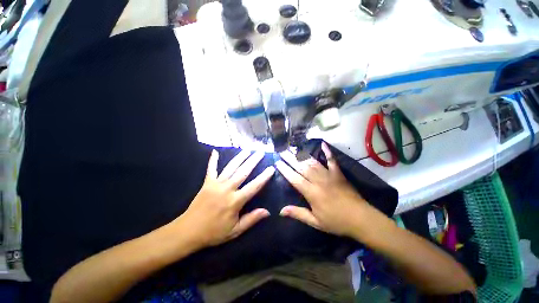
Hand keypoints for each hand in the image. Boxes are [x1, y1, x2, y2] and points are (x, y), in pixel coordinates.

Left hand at [177, 150, 274, 247]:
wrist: (188, 231)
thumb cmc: (214, 232)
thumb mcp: (235, 230)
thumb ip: (251, 219)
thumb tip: (267, 211)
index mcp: (235, 201)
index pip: (254, 186)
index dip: (264, 177)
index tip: (271, 168)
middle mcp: (227, 189)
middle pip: (243, 172)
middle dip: (253, 161)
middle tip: (260, 152)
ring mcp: (216, 184)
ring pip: (230, 167)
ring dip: (240, 157)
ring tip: (247, 150)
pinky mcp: (207, 183)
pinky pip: (211, 169)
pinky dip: (213, 160)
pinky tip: (215, 151)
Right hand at [275, 143, 375, 237]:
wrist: (361, 219)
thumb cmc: (336, 222)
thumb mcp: (315, 222)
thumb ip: (298, 213)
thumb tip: (281, 211)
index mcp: (312, 192)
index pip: (294, 178)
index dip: (285, 170)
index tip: (277, 162)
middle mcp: (318, 180)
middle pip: (301, 167)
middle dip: (290, 158)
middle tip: (281, 150)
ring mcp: (329, 175)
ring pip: (312, 162)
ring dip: (302, 154)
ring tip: (293, 147)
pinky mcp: (338, 173)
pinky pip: (332, 160)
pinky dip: (327, 152)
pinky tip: (322, 143)